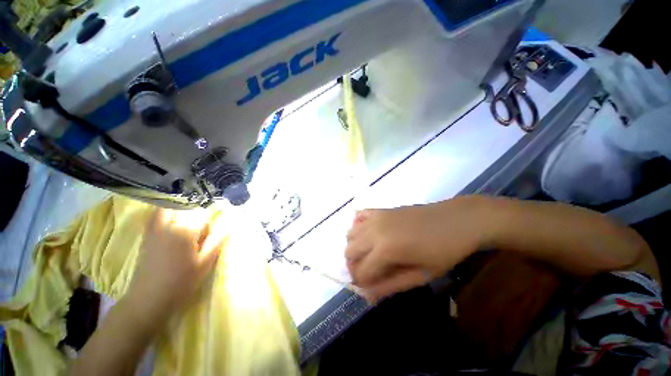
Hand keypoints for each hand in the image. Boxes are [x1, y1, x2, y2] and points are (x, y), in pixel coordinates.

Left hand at [124, 208, 225, 328]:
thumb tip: (229, 223)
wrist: (149, 299)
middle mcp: (169, 224)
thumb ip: (217, 239)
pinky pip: (155, 216)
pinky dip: (165, 213)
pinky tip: (173, 223)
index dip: (211, 221)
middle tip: (200, 232)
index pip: (203, 214)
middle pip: (187, 209)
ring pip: (170, 208)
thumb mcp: (205, 262)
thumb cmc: (181, 282)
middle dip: (197, 215)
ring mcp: (155, 229)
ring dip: (181, 210)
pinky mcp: (147, 235)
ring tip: (188, 224)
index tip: (211, 233)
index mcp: (185, 230)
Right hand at [345, 196, 489, 301]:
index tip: (370, 289)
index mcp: (385, 250)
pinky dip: (359, 227)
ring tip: (370, 254)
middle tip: (371, 272)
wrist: (457, 221)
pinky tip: (370, 234)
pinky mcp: (380, 209)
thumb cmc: (444, 252)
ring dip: (355, 247)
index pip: (361, 272)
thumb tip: (368, 294)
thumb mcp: (420, 275)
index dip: (363, 284)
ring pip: (350, 234)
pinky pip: (359, 217)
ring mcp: (376, 217)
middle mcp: (374, 231)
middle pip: (349, 251)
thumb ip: (391, 285)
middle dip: (355, 266)